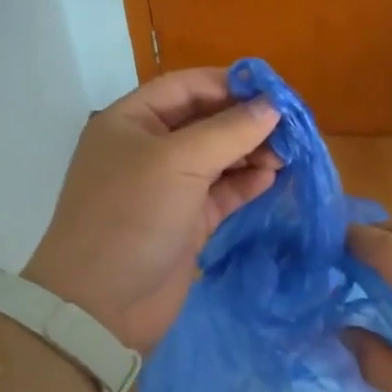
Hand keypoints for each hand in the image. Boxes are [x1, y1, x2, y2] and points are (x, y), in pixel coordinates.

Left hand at [23, 68, 281, 350]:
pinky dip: (245, 183)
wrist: (101, 307)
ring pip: (217, 158)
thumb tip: (273, 107)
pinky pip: (221, 192)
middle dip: (246, 122)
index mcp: (131, 121)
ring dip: (251, 153)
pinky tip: (271, 178)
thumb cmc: (131, 216)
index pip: (186, 87)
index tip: (274, 92)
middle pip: (206, 121)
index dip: (229, 84)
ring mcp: (167, 187)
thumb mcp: (179, 162)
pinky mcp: (185, 221)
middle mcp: (148, 148)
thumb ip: (229, 131)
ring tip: (286, 154)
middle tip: (290, 128)